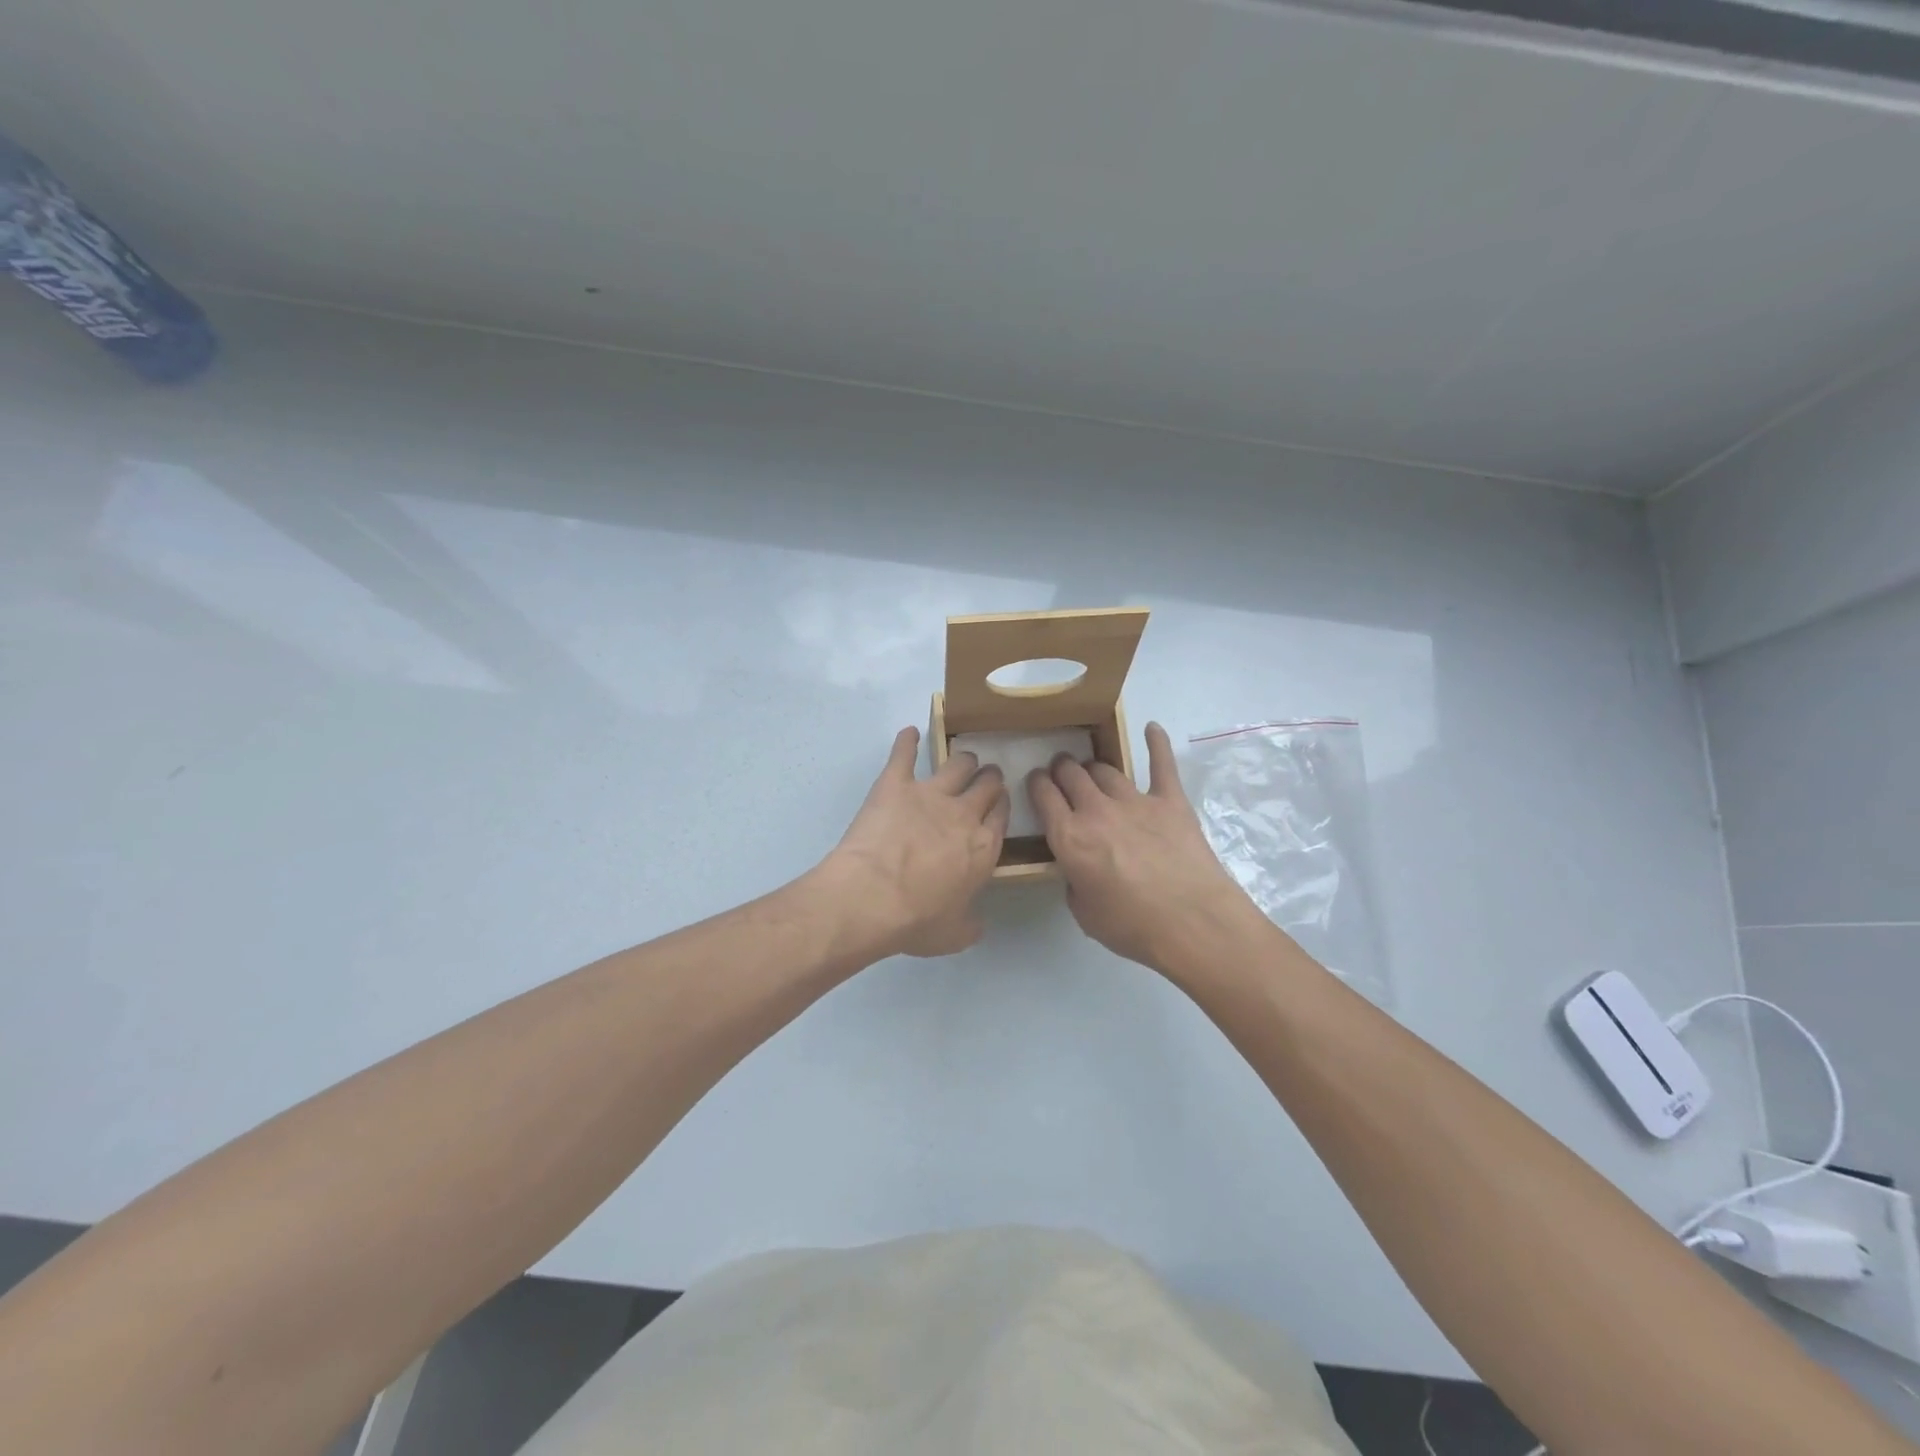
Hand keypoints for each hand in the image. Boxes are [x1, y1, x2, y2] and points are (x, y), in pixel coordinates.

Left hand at [818, 727, 1008, 957]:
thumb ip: (970, 924)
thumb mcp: (954, 935)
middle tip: (986, 777)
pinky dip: (907, 741)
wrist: (872, 897)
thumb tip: (978, 924)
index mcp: (984, 848)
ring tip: (962, 758)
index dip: (1001, 806)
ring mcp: (930, 794)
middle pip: (987, 784)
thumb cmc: (916, 921)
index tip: (998, 803)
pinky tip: (909, 733)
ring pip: (957, 763)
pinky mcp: (895, 783)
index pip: (1001, 815)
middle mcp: (964, 814)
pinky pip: (904, 753)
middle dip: (989, 778)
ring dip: (963, 760)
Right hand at [1027, 722, 1264, 974]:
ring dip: (1094, 767)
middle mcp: (1096, 810)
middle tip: (1062, 773)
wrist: (1193, 924)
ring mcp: (1135, 801)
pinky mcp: (1171, 800)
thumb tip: (1079, 867)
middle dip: (1061, 769)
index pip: (1043, 795)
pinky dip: (1156, 743)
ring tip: (1093, 769)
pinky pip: (1161, 763)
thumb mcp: (1084, 912)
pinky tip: (1152, 728)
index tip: (1036, 782)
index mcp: (1069, 838)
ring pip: (1106, 769)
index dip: (1036, 783)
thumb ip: (1074, 880)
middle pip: (1071, 774)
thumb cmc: (1133, 927)